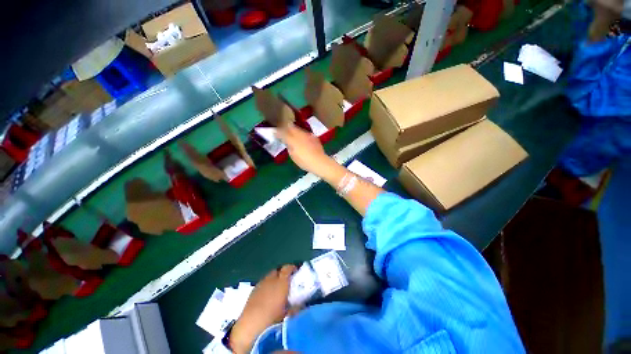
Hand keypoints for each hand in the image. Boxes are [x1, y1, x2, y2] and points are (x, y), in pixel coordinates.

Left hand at [229, 265, 296, 352]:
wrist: (251, 324)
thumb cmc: (272, 318)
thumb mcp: (288, 313)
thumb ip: (296, 306)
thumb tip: (301, 303)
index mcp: (282, 282)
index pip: (288, 268)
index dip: (292, 268)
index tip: (296, 271)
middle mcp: (271, 279)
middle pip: (278, 270)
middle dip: (283, 273)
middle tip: (287, 281)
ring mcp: (261, 283)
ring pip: (270, 276)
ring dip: (274, 279)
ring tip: (277, 288)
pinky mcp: (254, 289)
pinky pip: (263, 283)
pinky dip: (267, 285)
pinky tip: (267, 295)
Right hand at [276, 124, 334, 174]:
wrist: (319, 162)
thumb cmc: (304, 161)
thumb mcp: (293, 155)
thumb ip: (289, 146)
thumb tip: (287, 142)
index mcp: (292, 139)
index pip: (282, 132)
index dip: (277, 132)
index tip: (274, 132)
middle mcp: (299, 134)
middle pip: (290, 127)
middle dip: (285, 127)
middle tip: (282, 130)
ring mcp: (307, 135)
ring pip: (298, 129)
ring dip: (294, 130)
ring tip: (291, 133)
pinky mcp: (314, 137)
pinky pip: (305, 133)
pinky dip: (302, 135)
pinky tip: (302, 139)